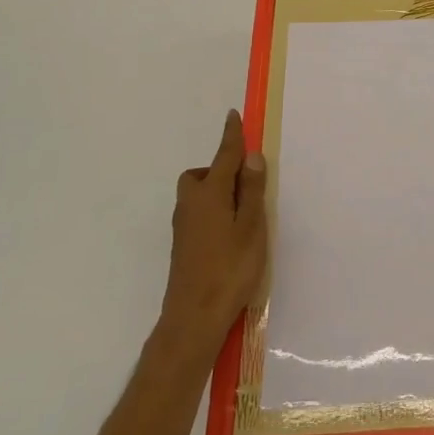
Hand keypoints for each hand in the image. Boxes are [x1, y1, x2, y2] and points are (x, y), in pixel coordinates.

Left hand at [159, 110, 268, 357]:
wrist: (193, 318)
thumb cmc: (229, 268)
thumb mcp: (251, 226)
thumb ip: (250, 190)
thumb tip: (250, 156)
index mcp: (209, 194)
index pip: (223, 156)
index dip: (231, 136)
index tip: (232, 116)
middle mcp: (191, 204)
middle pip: (201, 175)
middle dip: (219, 170)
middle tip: (246, 183)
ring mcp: (183, 227)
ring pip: (198, 195)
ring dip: (216, 192)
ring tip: (243, 211)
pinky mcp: (183, 246)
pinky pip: (198, 213)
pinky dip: (213, 211)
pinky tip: (230, 233)